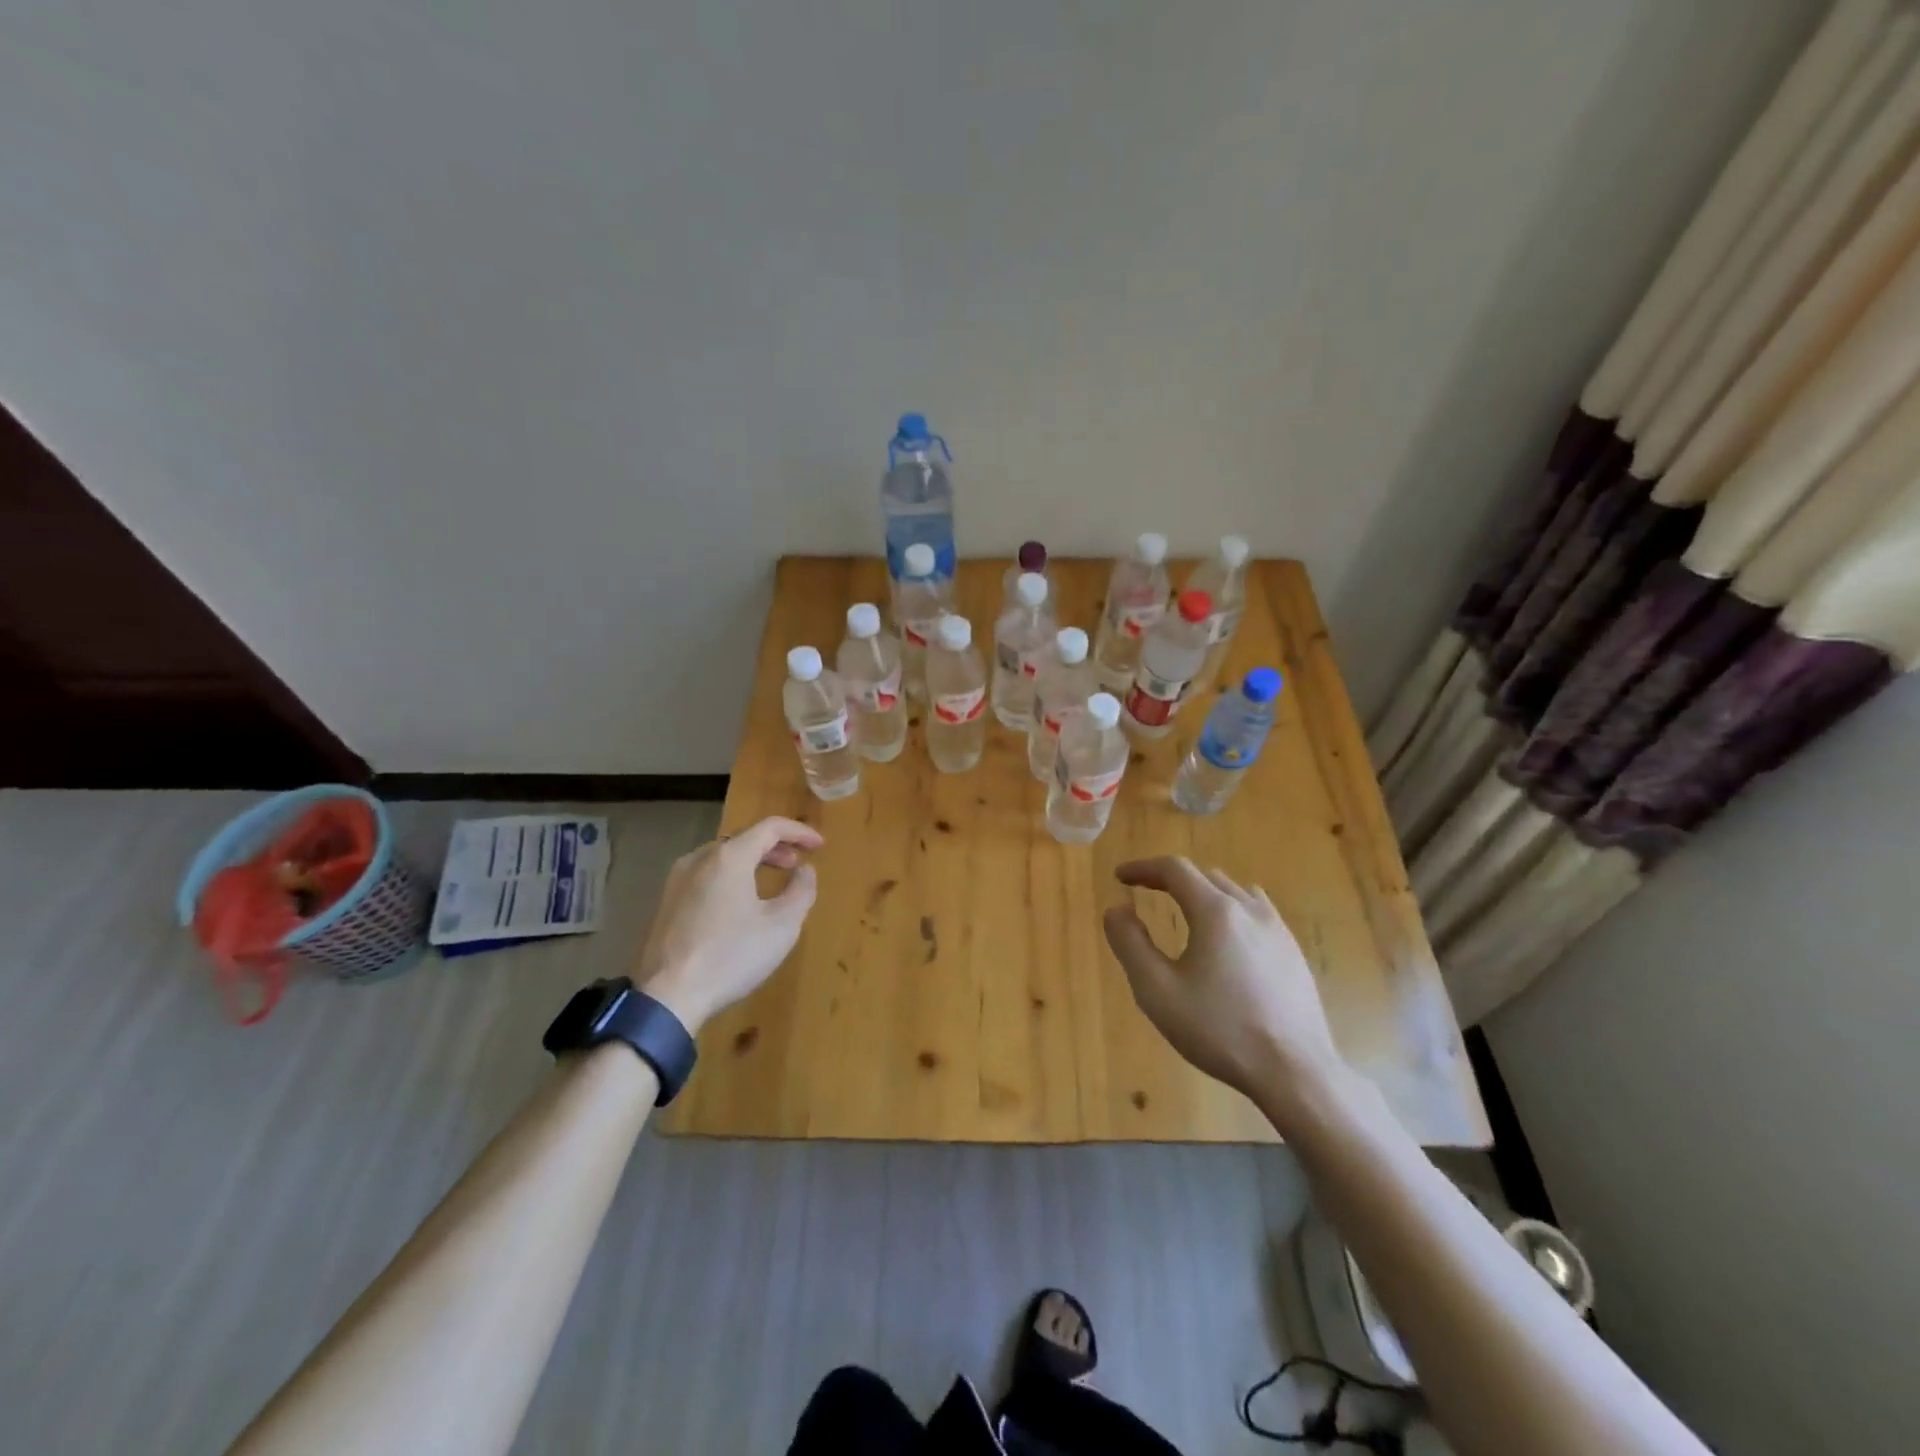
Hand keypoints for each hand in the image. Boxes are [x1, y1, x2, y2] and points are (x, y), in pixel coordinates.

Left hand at [635, 817, 823, 1033]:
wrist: (667, 997)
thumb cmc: (731, 956)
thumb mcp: (782, 926)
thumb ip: (801, 890)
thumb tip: (805, 870)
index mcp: (729, 857)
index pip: (770, 827)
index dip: (799, 832)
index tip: (820, 845)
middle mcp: (698, 859)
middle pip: (743, 839)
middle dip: (774, 848)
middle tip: (796, 864)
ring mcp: (676, 881)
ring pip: (721, 858)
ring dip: (751, 862)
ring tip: (770, 882)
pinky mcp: (665, 904)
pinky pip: (704, 876)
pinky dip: (729, 878)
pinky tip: (738, 903)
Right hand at [1103, 857, 1346, 1126]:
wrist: (1294, 1072)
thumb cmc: (1219, 1030)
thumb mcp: (1157, 990)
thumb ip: (1131, 943)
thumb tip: (1116, 909)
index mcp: (1215, 912)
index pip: (1175, 869)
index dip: (1143, 868)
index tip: (1120, 877)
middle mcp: (1248, 909)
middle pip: (1205, 876)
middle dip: (1171, 878)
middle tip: (1146, 891)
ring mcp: (1277, 930)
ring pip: (1234, 891)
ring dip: (1203, 891)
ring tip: (1185, 909)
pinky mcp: (1293, 952)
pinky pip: (1257, 912)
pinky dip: (1232, 909)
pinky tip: (1229, 936)